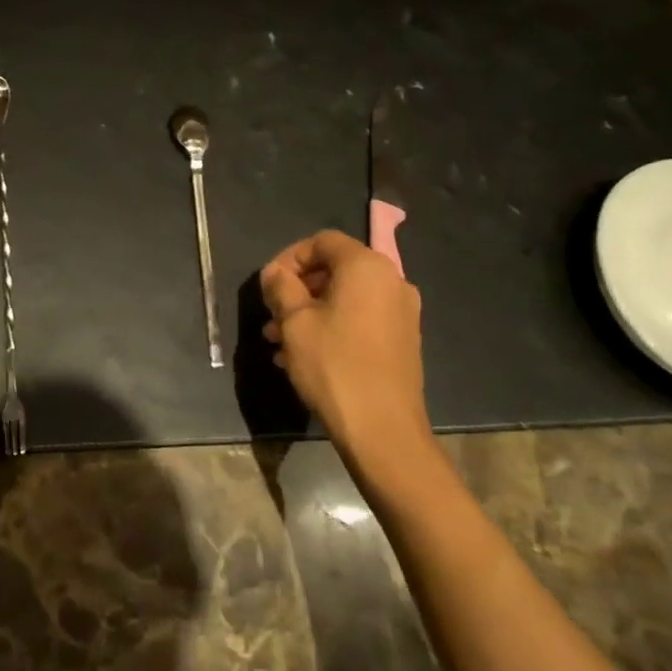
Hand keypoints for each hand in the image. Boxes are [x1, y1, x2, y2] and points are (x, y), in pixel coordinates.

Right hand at [260, 230, 439, 495]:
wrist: (382, 429)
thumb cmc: (333, 365)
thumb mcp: (294, 321)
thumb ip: (281, 287)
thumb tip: (275, 273)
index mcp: (367, 267)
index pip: (322, 241)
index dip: (289, 257)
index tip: (269, 285)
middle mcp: (392, 281)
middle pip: (335, 269)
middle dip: (298, 289)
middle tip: (271, 315)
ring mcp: (402, 313)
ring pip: (345, 298)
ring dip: (309, 312)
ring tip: (278, 341)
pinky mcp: (403, 341)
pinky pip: (360, 320)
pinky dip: (331, 327)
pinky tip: (303, 356)